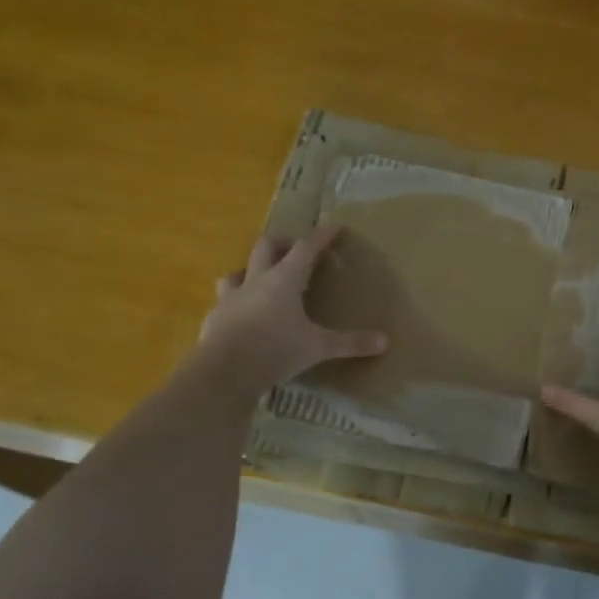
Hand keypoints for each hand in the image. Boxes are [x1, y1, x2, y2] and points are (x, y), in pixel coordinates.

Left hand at [199, 224, 386, 390]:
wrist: (222, 373)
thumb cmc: (275, 350)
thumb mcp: (318, 348)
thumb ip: (350, 343)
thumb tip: (385, 342)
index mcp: (284, 280)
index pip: (306, 248)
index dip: (321, 236)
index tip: (333, 225)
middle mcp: (256, 281)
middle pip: (266, 248)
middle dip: (282, 243)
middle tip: (294, 248)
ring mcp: (230, 299)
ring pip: (237, 272)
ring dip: (249, 270)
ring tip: (259, 278)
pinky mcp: (213, 320)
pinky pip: (223, 304)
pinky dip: (234, 305)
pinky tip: (239, 318)